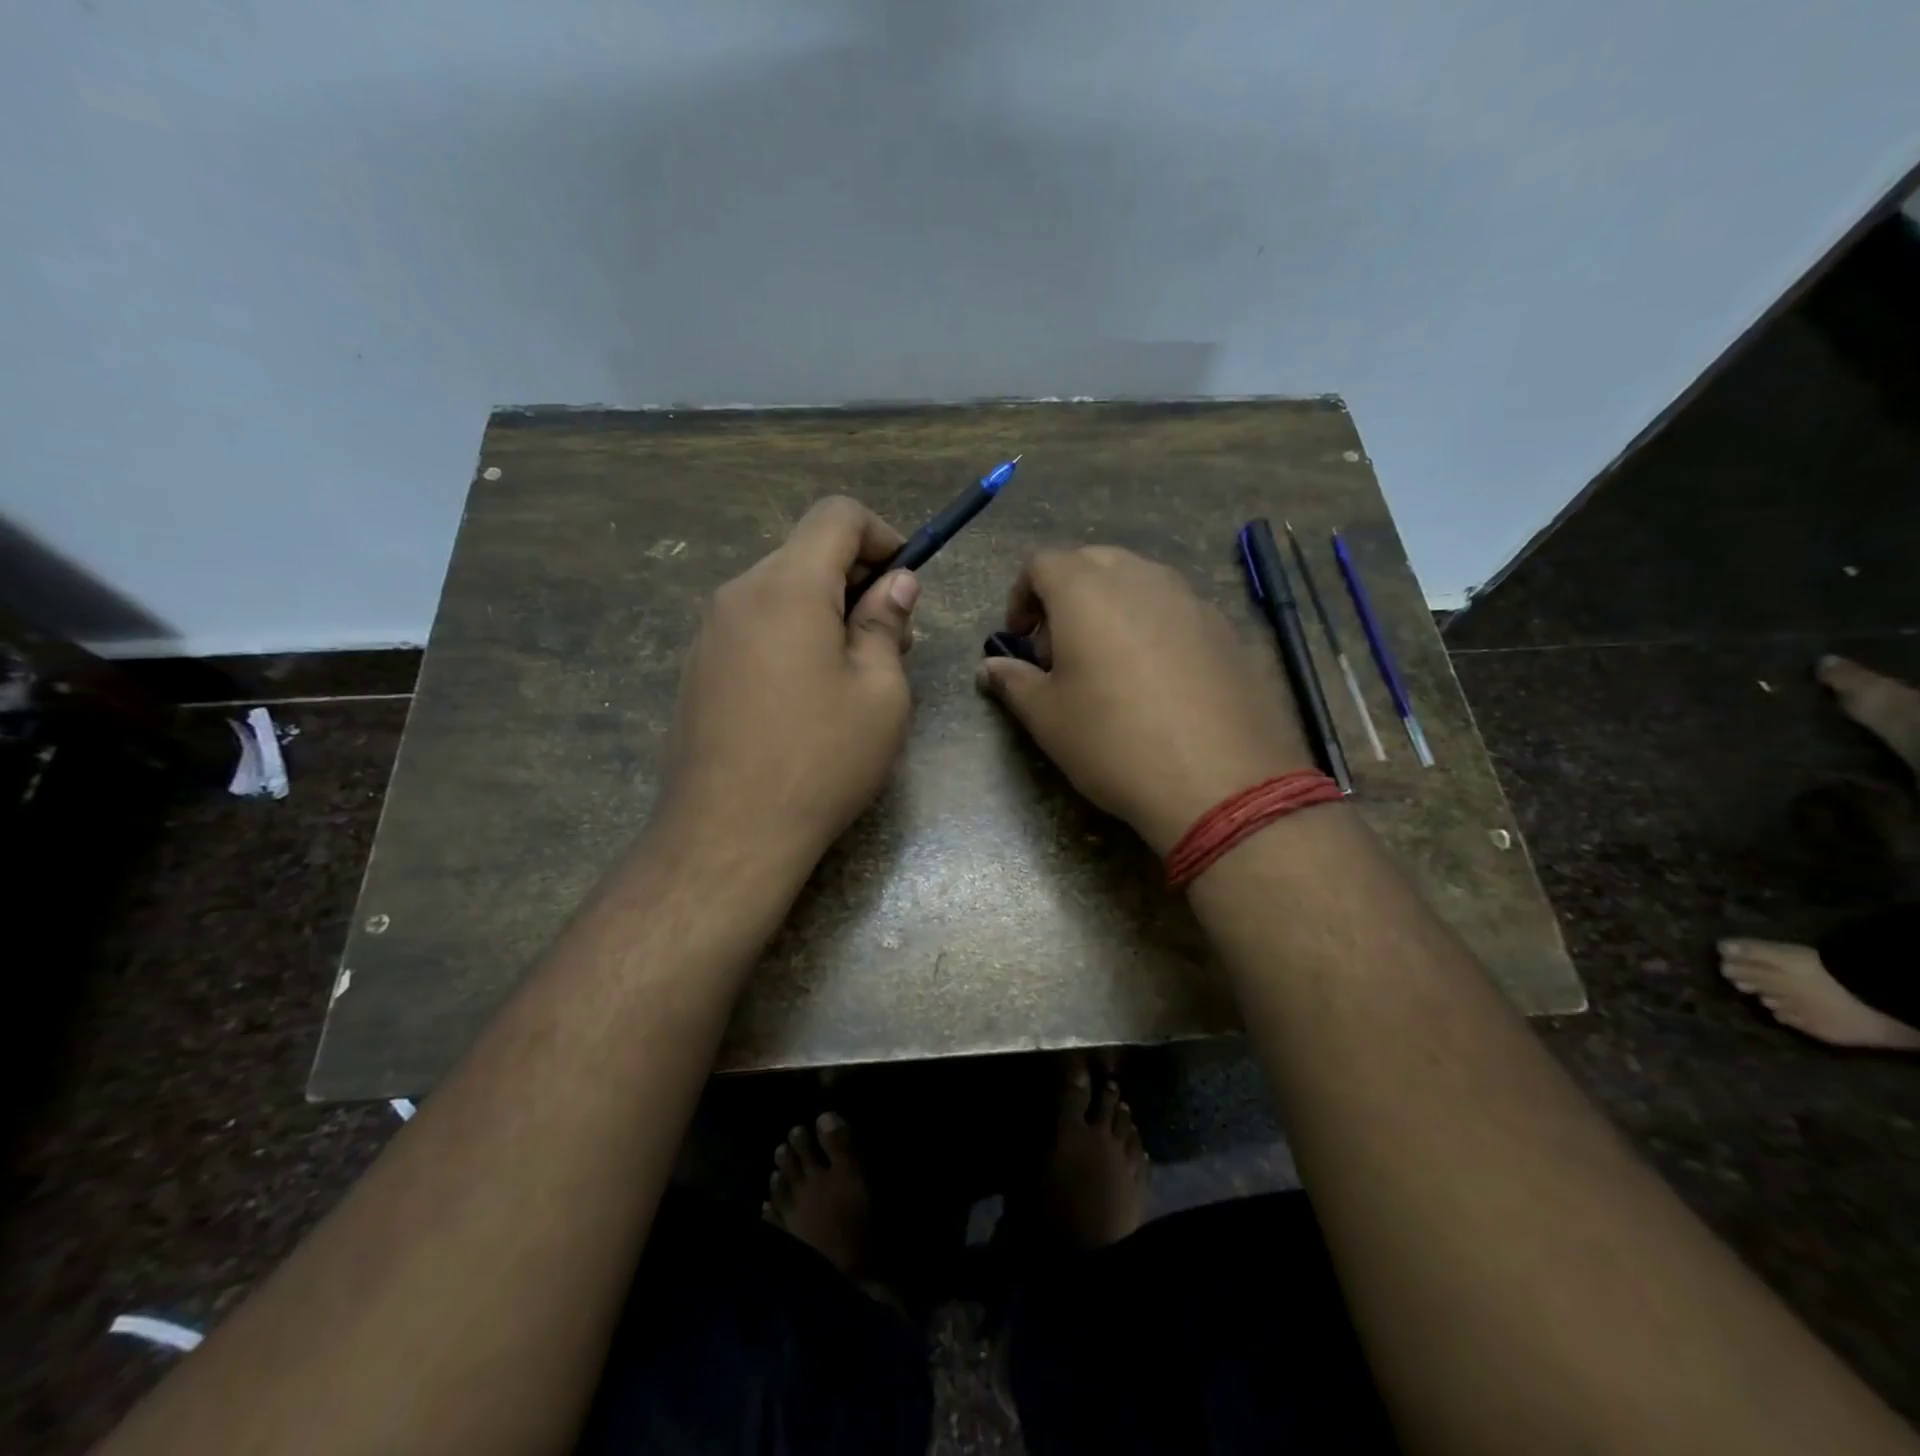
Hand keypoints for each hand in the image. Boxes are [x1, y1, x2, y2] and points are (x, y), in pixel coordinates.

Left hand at [657, 496, 918, 871]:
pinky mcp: (699, 669)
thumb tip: (895, 584)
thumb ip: (886, 624)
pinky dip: (793, 637)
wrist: (727, 835)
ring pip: (781, 593)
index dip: (882, 535)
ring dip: (826, 613)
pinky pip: (756, 628)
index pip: (837, 515)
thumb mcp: (880, 693)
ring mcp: (711, 633)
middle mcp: (740, 594)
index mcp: (788, 587)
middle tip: (893, 642)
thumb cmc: (820, 760)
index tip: (905, 584)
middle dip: (858, 581)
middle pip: (807, 554)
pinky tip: (808, 698)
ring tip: (854, 676)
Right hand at [976, 546, 1311, 854]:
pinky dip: (1151, 625)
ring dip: (1111, 606)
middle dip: (1066, 595)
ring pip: (1138, 581)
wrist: (1220, 781)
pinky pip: (1175, 609)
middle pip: (1092, 563)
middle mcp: (1140, 579)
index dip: (1021, 596)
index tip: (1019, 639)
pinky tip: (1155, 680)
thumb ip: (1012, 682)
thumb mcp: (1047, 718)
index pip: (1042, 564)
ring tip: (1107, 662)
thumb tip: (989, 668)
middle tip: (1059, 649)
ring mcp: (1190, 600)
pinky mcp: (1225, 629)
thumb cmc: (1113, 742)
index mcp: (1087, 591)